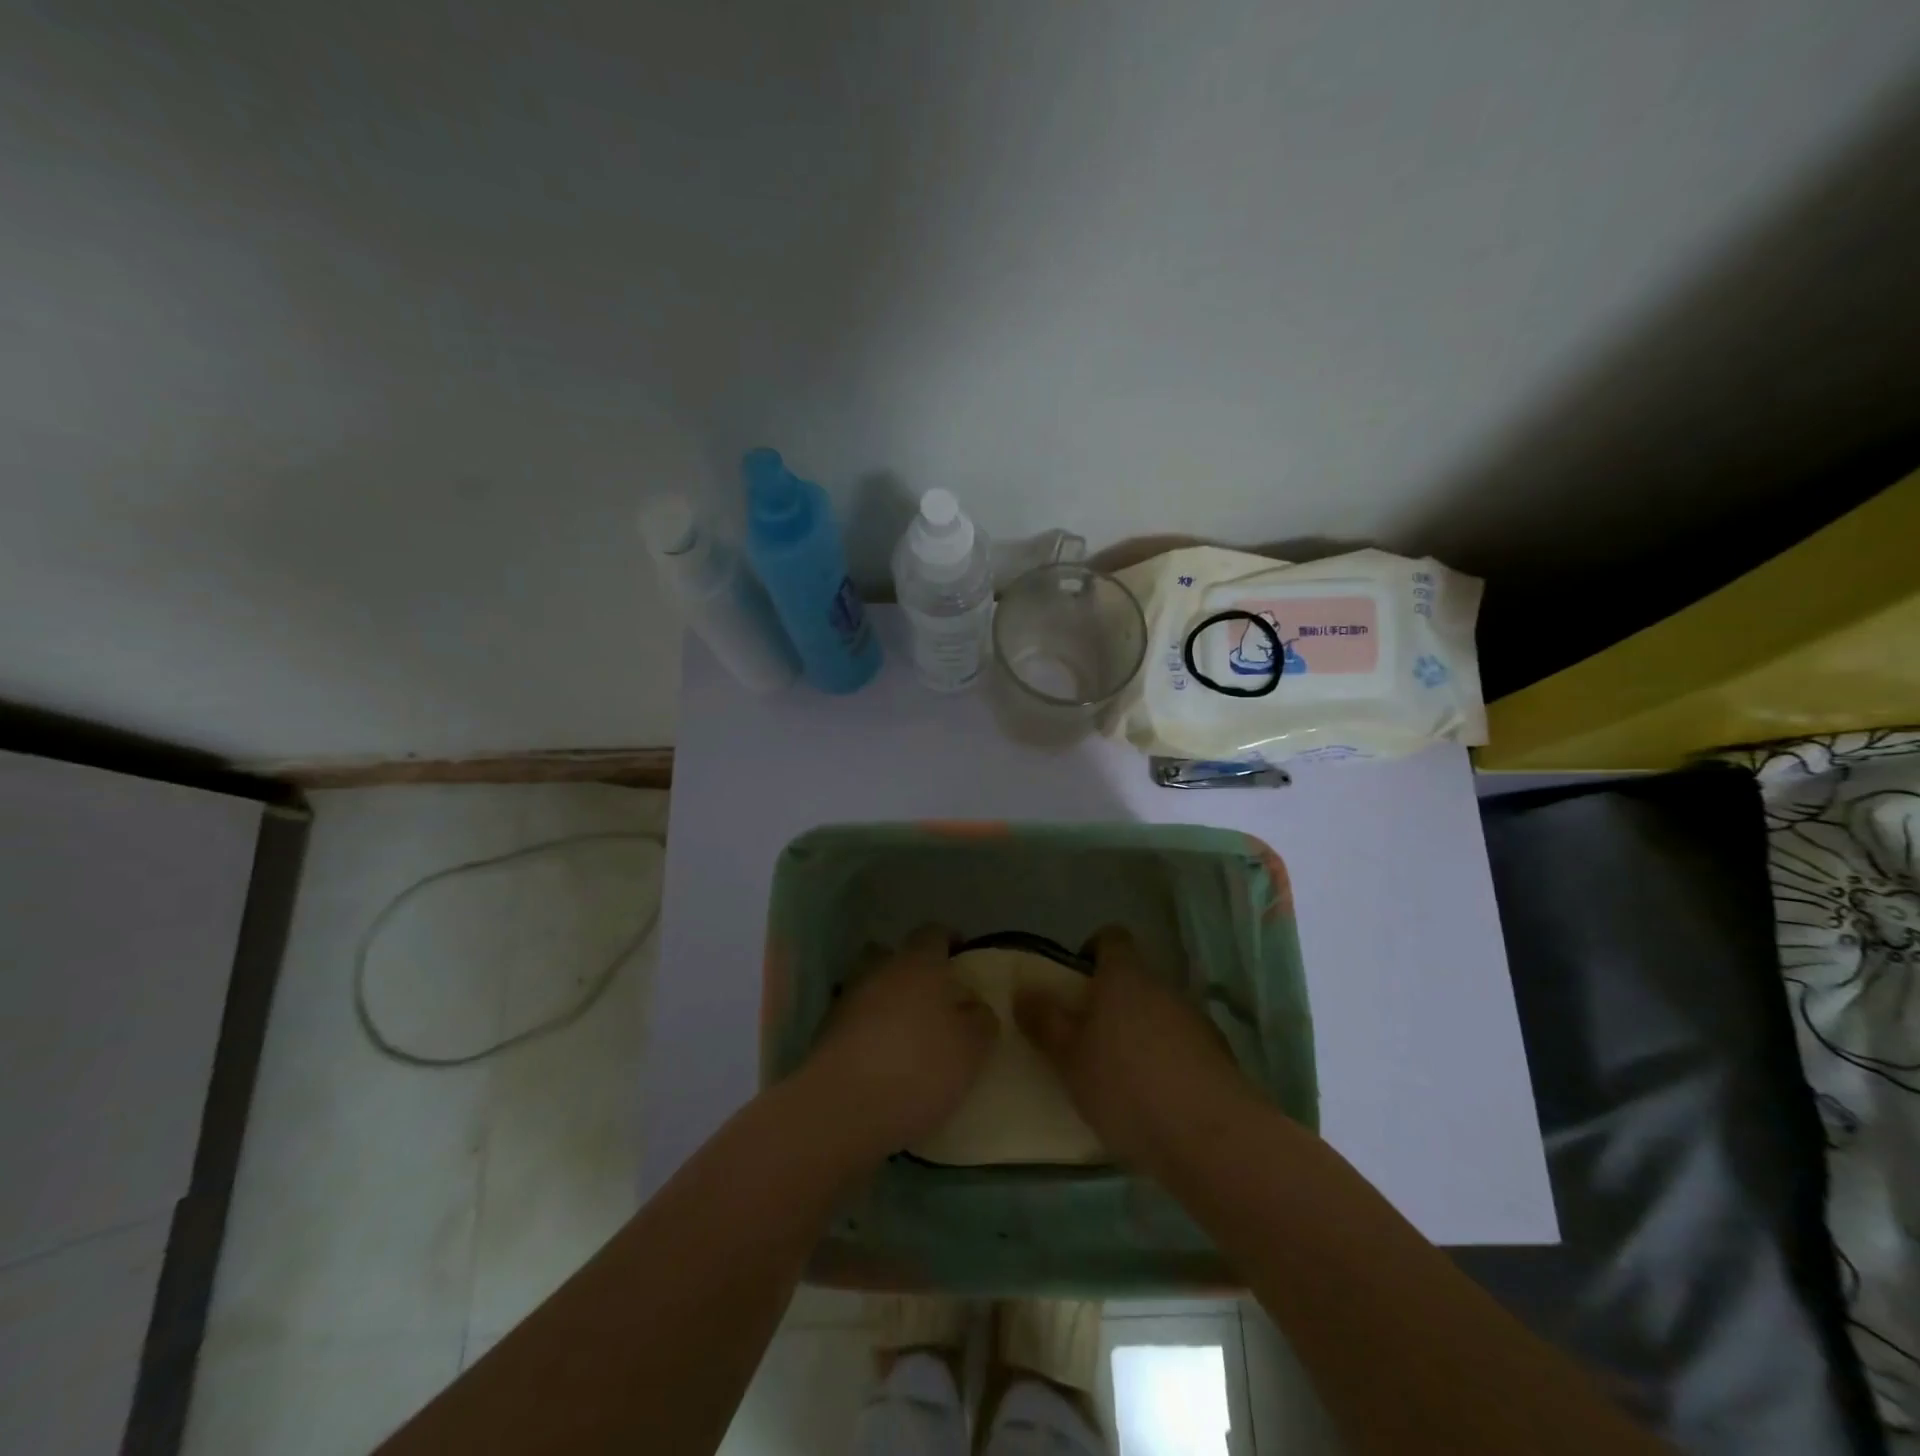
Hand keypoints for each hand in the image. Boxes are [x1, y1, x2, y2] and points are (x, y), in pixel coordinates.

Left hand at [799, 926, 997, 1161]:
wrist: (843, 1108)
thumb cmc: (919, 1066)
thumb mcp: (971, 1048)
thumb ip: (980, 1020)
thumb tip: (975, 1007)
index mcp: (917, 963)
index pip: (933, 933)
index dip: (949, 940)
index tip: (962, 956)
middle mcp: (878, 970)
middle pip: (893, 955)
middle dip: (910, 969)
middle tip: (933, 997)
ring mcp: (847, 1000)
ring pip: (871, 987)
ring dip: (886, 1002)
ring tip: (908, 1034)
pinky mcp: (825, 1034)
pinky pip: (854, 1021)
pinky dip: (868, 1031)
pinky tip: (883, 1059)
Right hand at [1015, 927, 1253, 1173]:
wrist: (1211, 1139)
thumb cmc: (1126, 1086)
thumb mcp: (1068, 1057)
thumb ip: (1044, 1021)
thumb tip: (1024, 990)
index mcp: (1125, 976)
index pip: (1111, 938)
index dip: (1091, 952)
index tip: (1074, 983)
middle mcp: (1163, 987)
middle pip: (1134, 980)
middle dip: (1110, 1003)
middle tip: (1084, 1038)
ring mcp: (1195, 1021)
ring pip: (1157, 1014)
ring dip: (1138, 1034)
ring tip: (1116, 1077)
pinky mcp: (1218, 1057)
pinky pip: (1180, 1047)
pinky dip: (1164, 1062)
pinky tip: (1151, 1101)